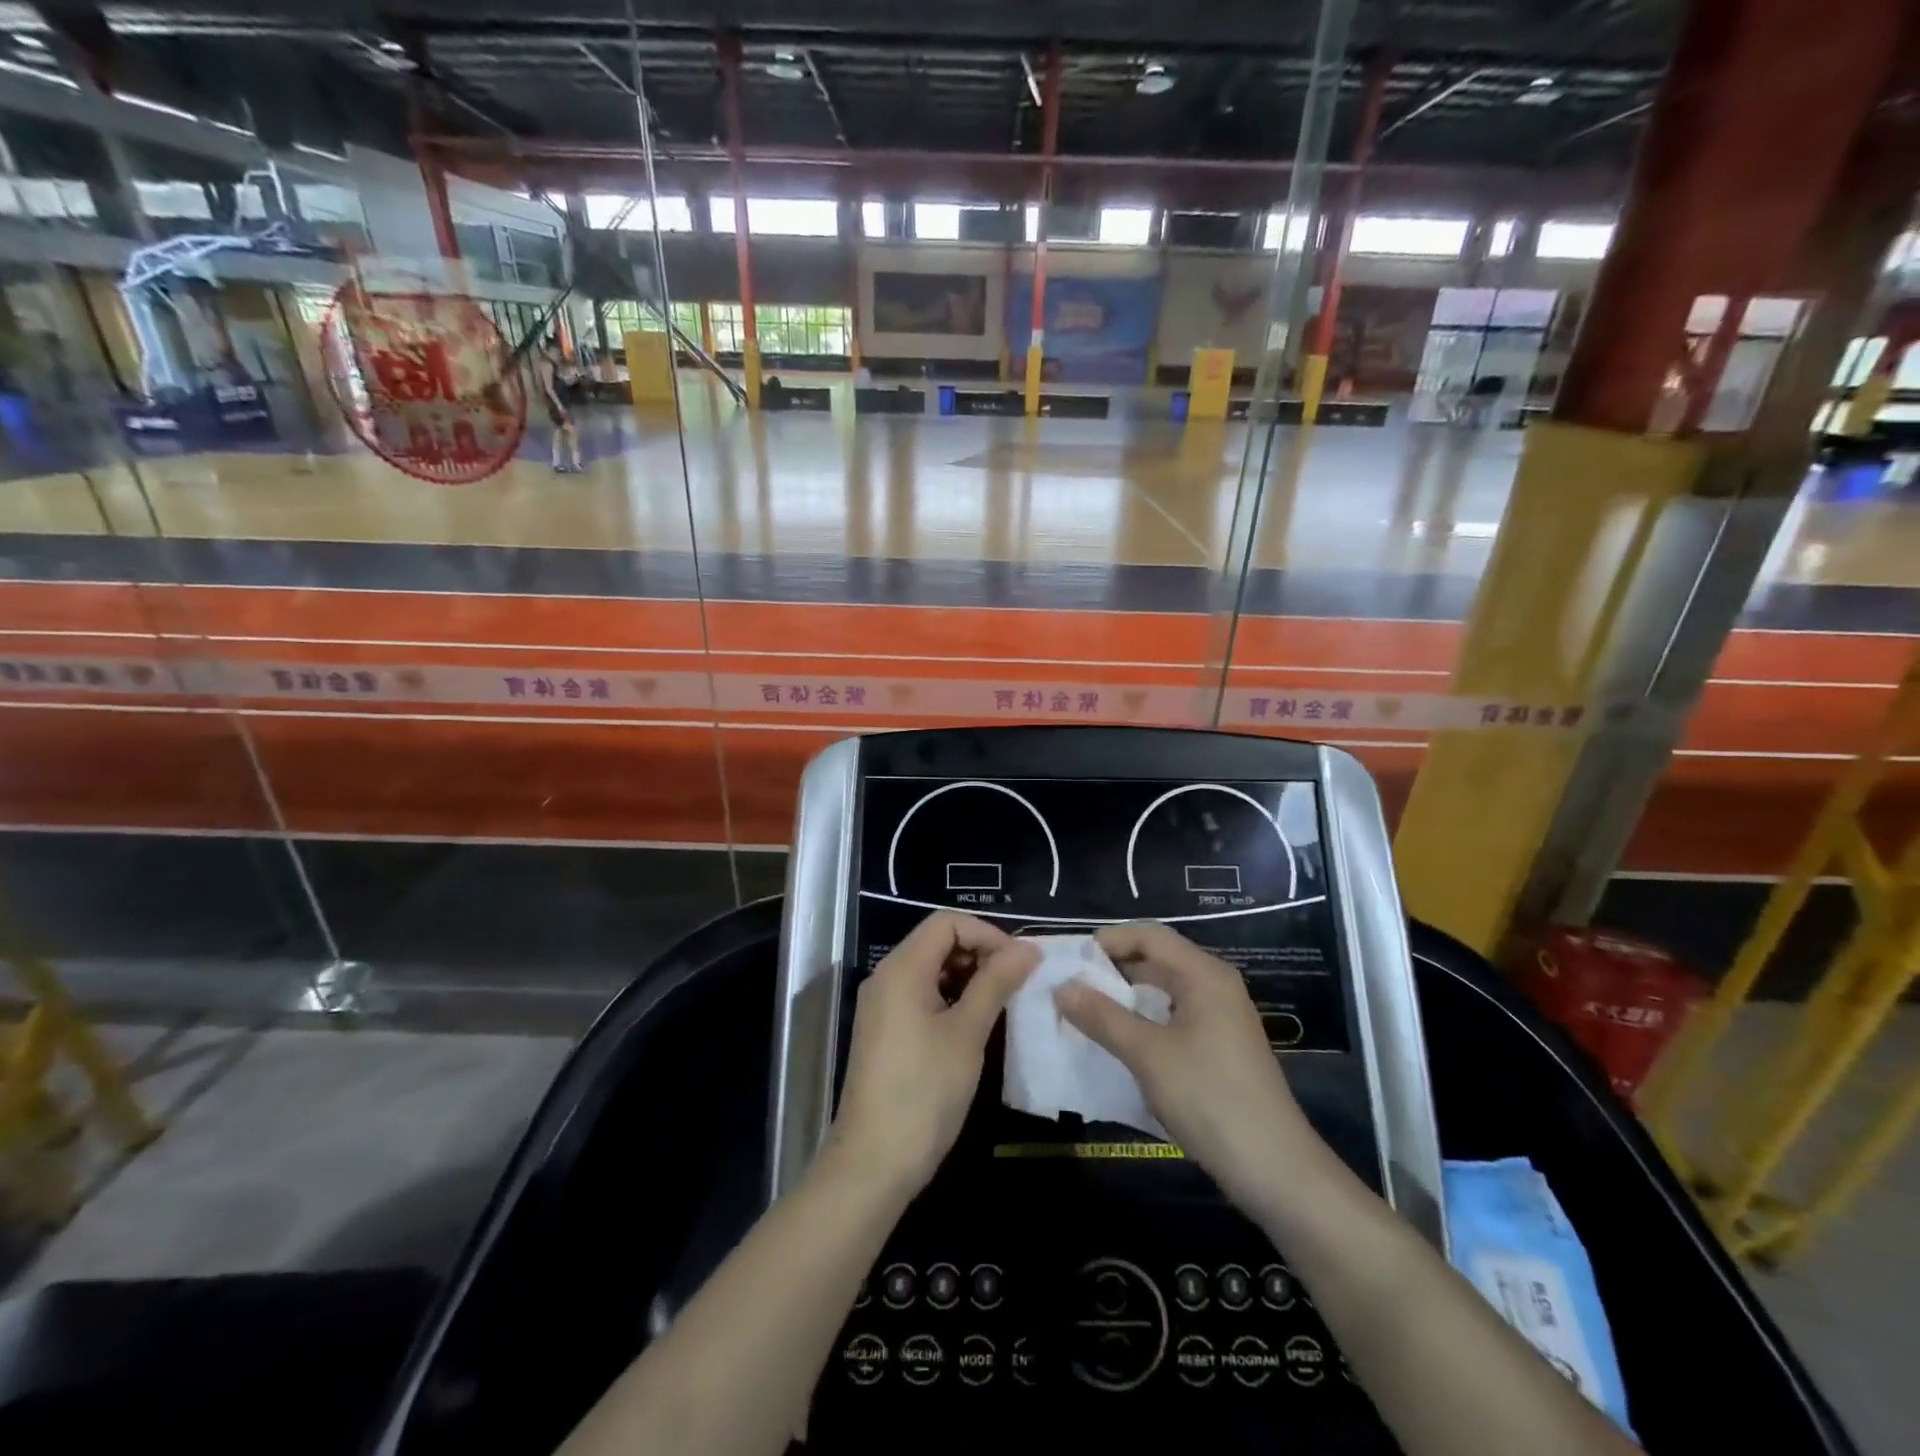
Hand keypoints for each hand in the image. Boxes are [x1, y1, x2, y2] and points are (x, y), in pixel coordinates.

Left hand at [825, 912, 1037, 1201]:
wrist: (874, 1163)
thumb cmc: (924, 1091)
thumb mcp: (967, 1033)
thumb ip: (996, 983)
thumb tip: (1028, 949)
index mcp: (901, 968)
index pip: (946, 922)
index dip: (986, 934)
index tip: (1019, 963)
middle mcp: (887, 977)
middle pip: (937, 942)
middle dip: (980, 953)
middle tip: (1017, 983)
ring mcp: (883, 1005)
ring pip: (932, 970)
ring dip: (969, 977)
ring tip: (1003, 1003)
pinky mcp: (886, 1031)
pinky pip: (922, 995)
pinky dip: (952, 998)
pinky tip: (977, 1023)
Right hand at [1056, 922, 1319, 1210]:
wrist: (1275, 1170)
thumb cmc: (1210, 1098)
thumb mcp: (1148, 1054)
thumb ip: (1102, 1017)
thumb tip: (1061, 987)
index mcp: (1204, 975)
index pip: (1150, 935)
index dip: (1110, 940)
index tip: (1071, 960)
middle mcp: (1215, 986)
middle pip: (1158, 960)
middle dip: (1113, 969)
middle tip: (1071, 987)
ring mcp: (1221, 1019)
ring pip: (1164, 992)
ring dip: (1126, 998)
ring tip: (1087, 1014)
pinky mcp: (1220, 1049)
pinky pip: (1174, 1018)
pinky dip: (1144, 1021)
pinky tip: (1121, 1043)